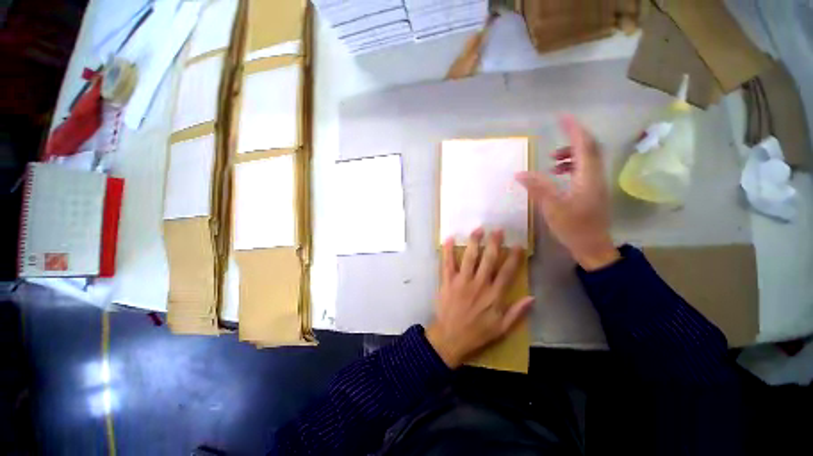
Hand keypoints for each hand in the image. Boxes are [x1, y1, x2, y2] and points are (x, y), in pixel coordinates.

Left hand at [426, 229, 533, 368]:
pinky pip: (447, 263)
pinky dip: (448, 251)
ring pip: (469, 257)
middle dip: (494, 243)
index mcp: (494, 295)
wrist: (450, 338)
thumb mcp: (502, 328)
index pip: (507, 272)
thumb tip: (532, 297)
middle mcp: (479, 284)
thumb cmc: (477, 333)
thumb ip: (517, 312)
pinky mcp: (447, 281)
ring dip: (474, 242)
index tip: (518, 245)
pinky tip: (449, 238)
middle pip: (488, 260)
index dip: (514, 257)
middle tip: (498, 230)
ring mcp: (462, 281)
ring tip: (478, 229)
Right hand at [515, 115, 619, 270]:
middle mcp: (595, 176)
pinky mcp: (592, 191)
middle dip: (572, 140)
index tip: (562, 117)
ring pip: (587, 160)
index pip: (584, 145)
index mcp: (588, 177)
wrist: (593, 247)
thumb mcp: (552, 207)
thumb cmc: (573, 227)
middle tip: (554, 140)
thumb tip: (519, 173)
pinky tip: (557, 175)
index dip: (574, 129)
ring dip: (570, 155)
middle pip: (589, 148)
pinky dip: (571, 167)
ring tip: (551, 161)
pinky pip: (584, 170)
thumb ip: (537, 188)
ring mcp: (595, 184)